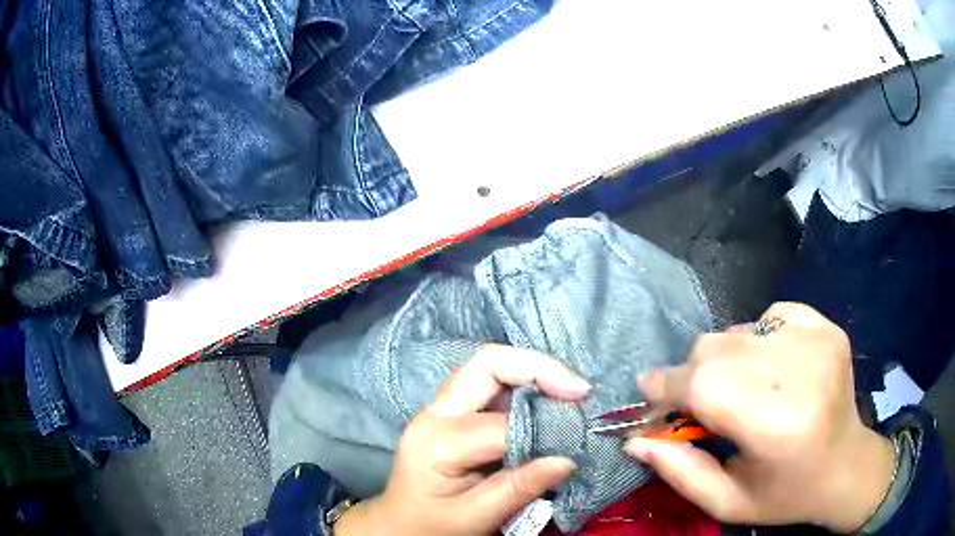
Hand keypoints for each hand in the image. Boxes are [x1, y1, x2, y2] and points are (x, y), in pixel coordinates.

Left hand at [336, 344, 589, 535]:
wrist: (398, 525)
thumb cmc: (432, 526)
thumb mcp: (475, 518)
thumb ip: (519, 488)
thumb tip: (568, 459)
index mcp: (437, 442)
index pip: (500, 424)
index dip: (543, 428)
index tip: (579, 437)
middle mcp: (435, 413)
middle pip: (488, 363)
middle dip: (540, 369)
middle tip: (580, 391)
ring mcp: (439, 408)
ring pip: (490, 366)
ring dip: (534, 374)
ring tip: (569, 395)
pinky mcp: (450, 411)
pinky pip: (490, 383)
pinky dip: (524, 385)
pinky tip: (546, 402)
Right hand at [625, 303, 895, 532]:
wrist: (846, 465)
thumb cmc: (786, 494)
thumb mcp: (727, 502)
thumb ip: (679, 471)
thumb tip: (635, 440)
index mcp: (777, 426)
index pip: (706, 386)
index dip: (669, 386)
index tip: (649, 391)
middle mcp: (801, 372)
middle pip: (717, 349)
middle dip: (693, 375)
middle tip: (696, 404)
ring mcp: (818, 340)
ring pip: (738, 330)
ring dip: (723, 359)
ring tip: (738, 390)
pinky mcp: (826, 326)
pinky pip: (770, 316)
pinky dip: (755, 338)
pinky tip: (767, 368)